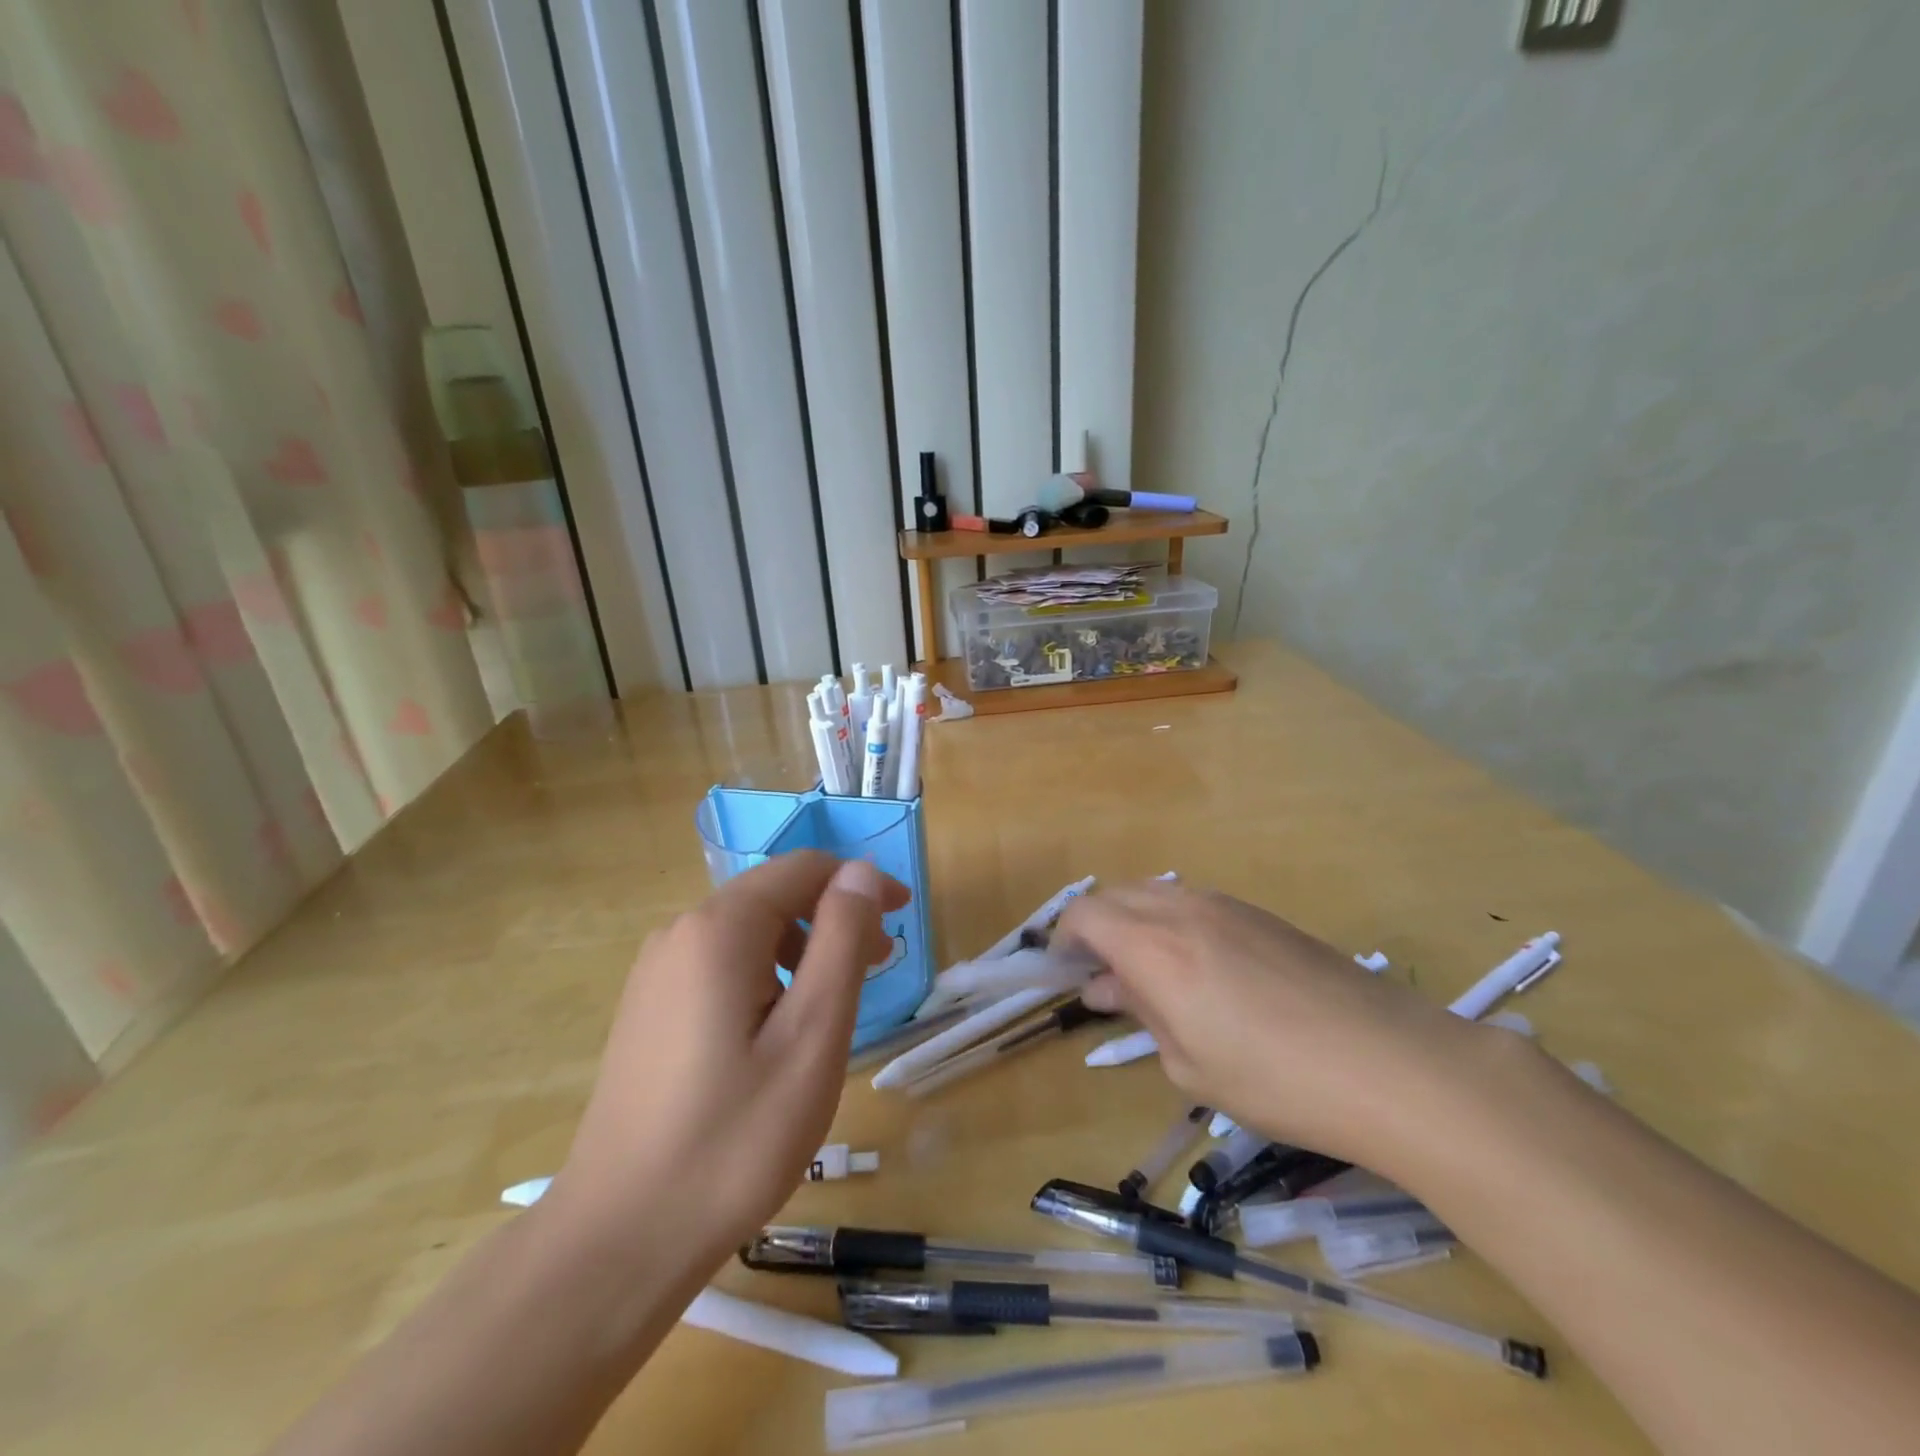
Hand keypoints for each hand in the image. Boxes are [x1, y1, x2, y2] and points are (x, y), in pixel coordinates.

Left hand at [543, 852, 907, 1271]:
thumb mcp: (811, 1035)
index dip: (860, 883)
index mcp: (719, 929)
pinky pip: (720, 965)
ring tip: (832, 1008)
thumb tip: (861, 872)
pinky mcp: (648, 1009)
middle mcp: (679, 933)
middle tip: (878, 970)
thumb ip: (841, 940)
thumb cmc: (734, 1138)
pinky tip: (776, 1034)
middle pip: (774, 896)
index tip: (901, 918)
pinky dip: (767, 975)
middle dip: (833, 919)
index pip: (804, 869)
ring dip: (802, 949)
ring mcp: (656, 972)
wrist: (619, 1240)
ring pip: (748, 932)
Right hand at [1060, 881, 1489, 1169]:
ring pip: (1156, 894)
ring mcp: (1226, 905)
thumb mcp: (1190, 1064)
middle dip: (1096, 928)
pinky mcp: (1261, 914)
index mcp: (1154, 947)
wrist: (1391, 1063)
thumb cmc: (1277, 1080)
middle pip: (1117, 896)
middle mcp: (1183, 910)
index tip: (1064, 973)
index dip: (1064, 939)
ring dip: (1136, 922)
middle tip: (1102, 977)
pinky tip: (1200, 969)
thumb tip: (1108, 987)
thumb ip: (1141, 1012)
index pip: (1086, 915)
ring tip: (1149, 974)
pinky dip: (1173, 923)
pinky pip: (1195, 903)